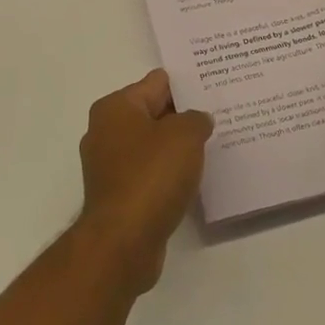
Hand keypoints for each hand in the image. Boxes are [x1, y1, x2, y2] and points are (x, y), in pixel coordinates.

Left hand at [76, 70, 213, 293]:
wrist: (123, 241)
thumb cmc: (151, 176)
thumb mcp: (185, 135)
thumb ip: (196, 118)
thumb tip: (197, 119)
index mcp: (115, 107)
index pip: (157, 83)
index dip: (186, 85)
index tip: (213, 88)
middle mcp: (105, 130)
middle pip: (153, 113)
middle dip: (183, 116)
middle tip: (219, 116)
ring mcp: (108, 165)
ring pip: (151, 145)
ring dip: (176, 147)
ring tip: (212, 147)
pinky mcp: (117, 194)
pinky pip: (149, 173)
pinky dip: (168, 173)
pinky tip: (192, 179)